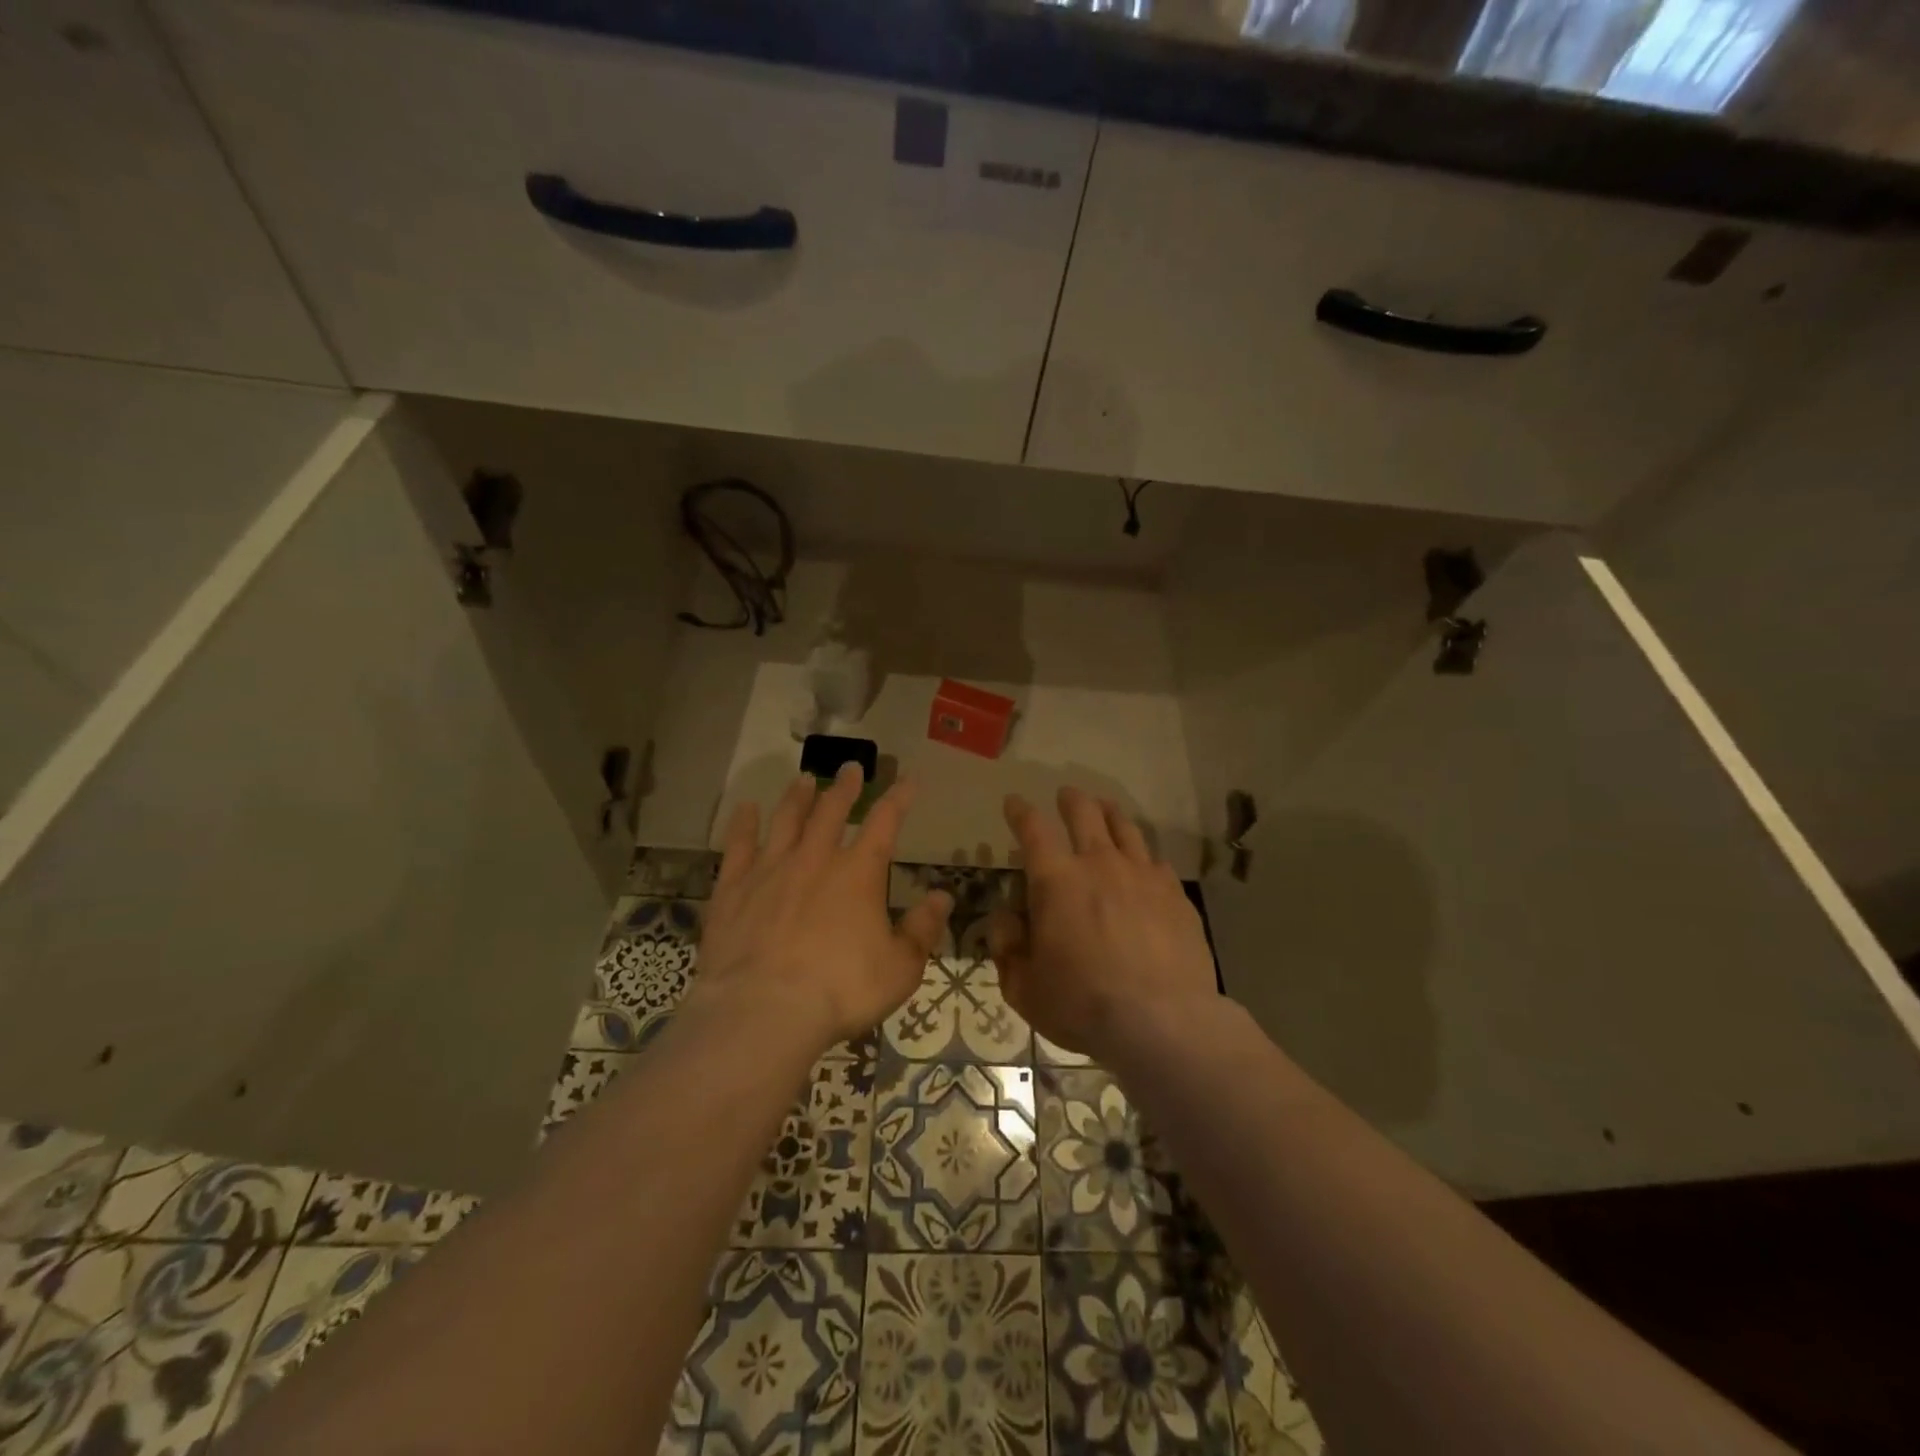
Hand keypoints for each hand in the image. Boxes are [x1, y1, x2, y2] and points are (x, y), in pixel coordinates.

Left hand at [695, 765, 951, 1052]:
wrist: (764, 1009)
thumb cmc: (841, 990)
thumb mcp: (900, 968)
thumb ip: (922, 929)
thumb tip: (943, 896)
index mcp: (859, 873)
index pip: (885, 822)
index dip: (899, 798)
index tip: (908, 779)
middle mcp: (815, 859)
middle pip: (832, 811)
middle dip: (845, 787)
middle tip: (849, 767)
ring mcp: (770, 870)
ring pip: (786, 820)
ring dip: (798, 797)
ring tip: (804, 779)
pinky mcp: (733, 889)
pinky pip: (738, 846)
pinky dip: (743, 825)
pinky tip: (745, 809)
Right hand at [990, 787, 1216, 1061]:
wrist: (1162, 1022)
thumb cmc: (1083, 1005)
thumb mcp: (1024, 988)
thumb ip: (1007, 949)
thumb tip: (1005, 919)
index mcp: (1056, 881)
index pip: (1033, 829)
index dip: (1020, 811)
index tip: (1014, 803)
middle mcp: (1099, 864)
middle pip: (1084, 812)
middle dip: (1071, 799)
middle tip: (1066, 795)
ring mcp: (1142, 875)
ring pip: (1124, 827)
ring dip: (1109, 812)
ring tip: (1104, 808)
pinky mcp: (1174, 893)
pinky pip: (1155, 860)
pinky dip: (1142, 854)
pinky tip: (1143, 861)